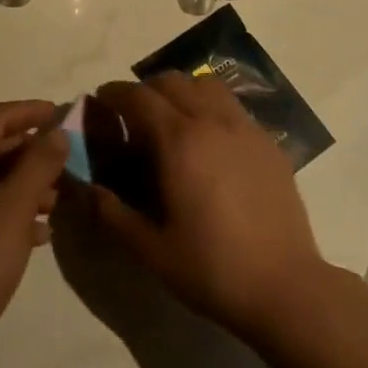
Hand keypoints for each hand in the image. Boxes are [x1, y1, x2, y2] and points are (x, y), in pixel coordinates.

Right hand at [87, 75, 327, 339]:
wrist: (285, 287)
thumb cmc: (211, 269)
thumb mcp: (150, 249)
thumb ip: (111, 212)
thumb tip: (82, 186)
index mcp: (179, 140)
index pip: (138, 96)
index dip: (114, 94)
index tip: (100, 103)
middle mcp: (212, 120)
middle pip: (172, 81)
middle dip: (145, 90)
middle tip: (133, 117)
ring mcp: (245, 127)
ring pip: (206, 85)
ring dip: (181, 91)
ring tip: (172, 121)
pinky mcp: (268, 142)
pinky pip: (232, 106)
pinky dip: (211, 107)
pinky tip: (209, 143)